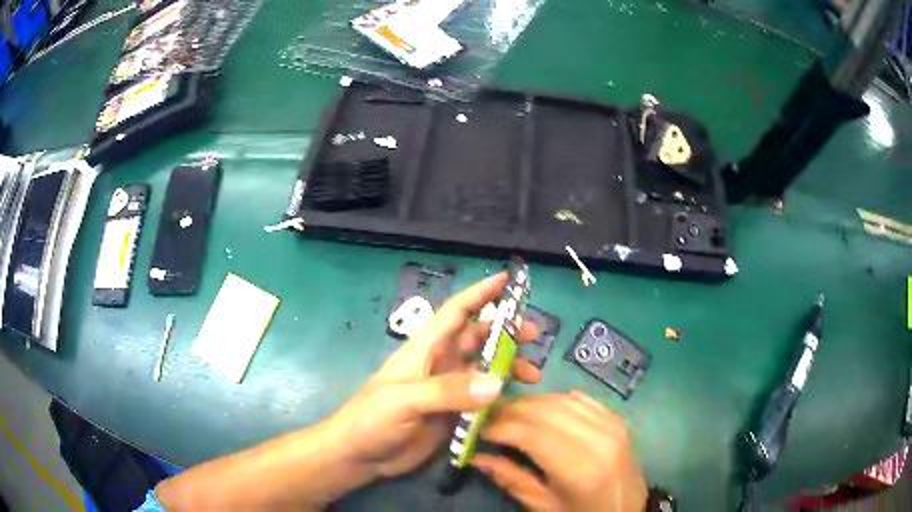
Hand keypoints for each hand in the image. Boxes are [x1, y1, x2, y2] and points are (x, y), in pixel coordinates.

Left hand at [326, 272, 540, 479]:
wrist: (359, 455)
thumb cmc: (371, 418)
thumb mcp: (404, 400)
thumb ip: (448, 391)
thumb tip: (497, 383)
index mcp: (426, 349)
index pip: (457, 312)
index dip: (481, 293)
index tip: (509, 279)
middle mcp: (441, 364)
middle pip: (478, 338)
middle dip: (506, 332)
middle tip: (535, 336)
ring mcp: (449, 390)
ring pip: (486, 369)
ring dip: (509, 366)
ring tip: (533, 375)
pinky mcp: (454, 414)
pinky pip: (484, 399)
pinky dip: (502, 397)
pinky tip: (518, 402)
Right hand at [473, 391, 647, 511]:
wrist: (629, 508)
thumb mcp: (544, 505)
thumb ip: (511, 478)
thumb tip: (476, 456)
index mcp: (580, 469)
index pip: (532, 434)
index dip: (500, 426)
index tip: (479, 429)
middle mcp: (598, 439)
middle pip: (545, 410)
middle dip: (510, 409)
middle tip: (488, 417)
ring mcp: (612, 424)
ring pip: (561, 399)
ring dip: (530, 401)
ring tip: (509, 413)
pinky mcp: (616, 419)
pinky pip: (580, 398)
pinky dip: (554, 399)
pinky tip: (540, 409)